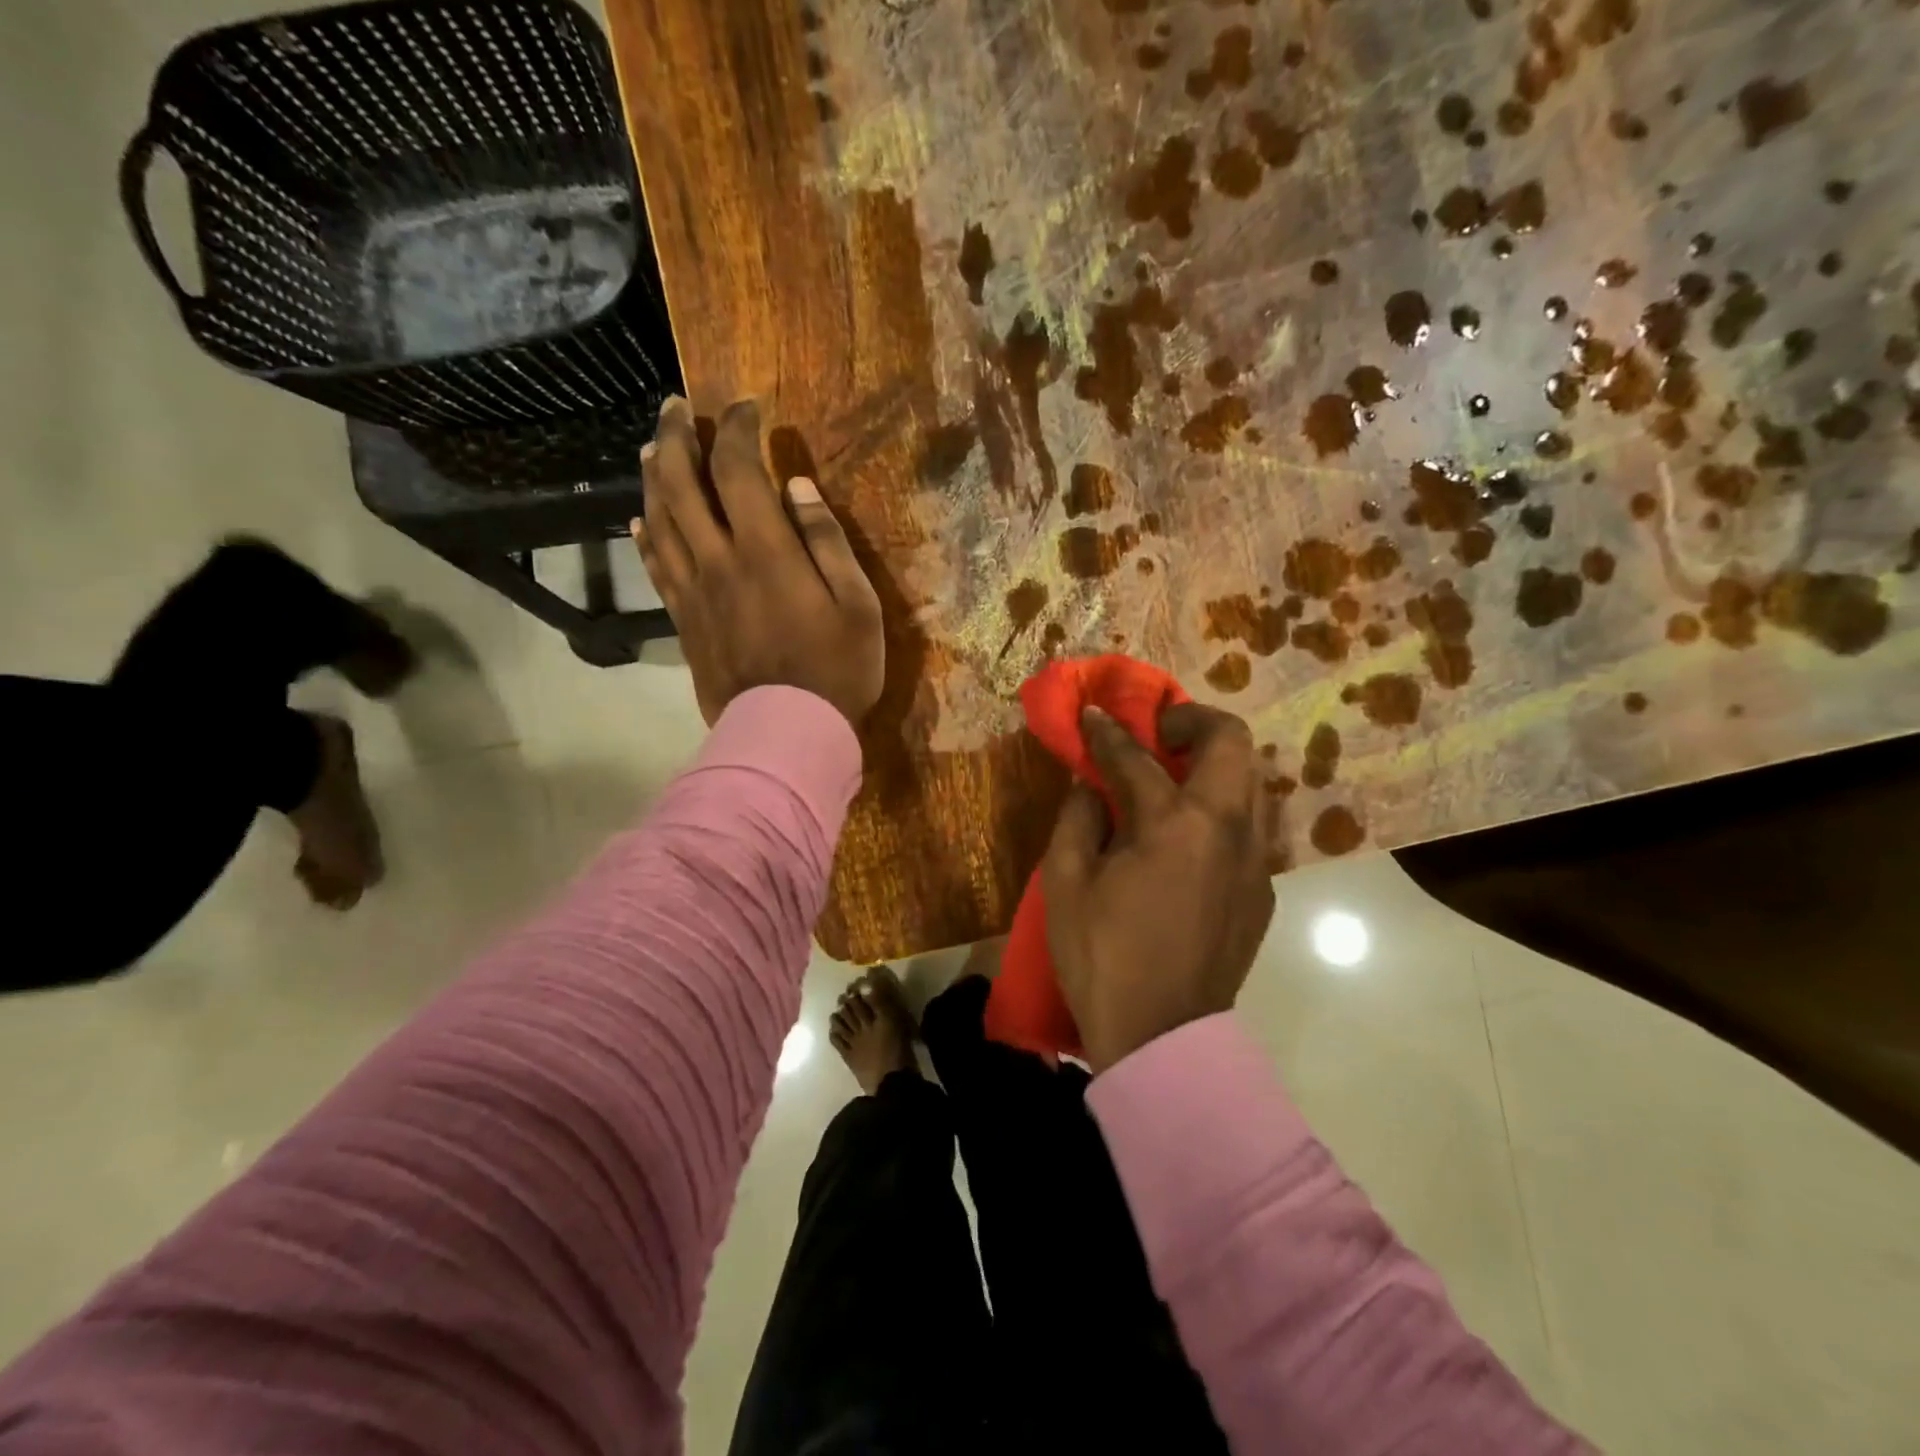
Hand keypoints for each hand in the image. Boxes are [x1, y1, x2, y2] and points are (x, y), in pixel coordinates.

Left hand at [633, 397, 883, 726]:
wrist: (787, 733)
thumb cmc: (836, 670)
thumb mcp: (857, 604)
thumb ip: (828, 541)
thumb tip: (797, 487)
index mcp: (765, 550)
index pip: (737, 469)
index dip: (736, 429)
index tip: (745, 406)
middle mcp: (718, 559)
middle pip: (680, 483)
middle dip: (675, 437)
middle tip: (676, 407)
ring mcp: (693, 591)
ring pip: (658, 519)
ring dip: (651, 476)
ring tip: (650, 448)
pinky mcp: (683, 620)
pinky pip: (656, 567)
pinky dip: (645, 535)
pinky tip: (640, 518)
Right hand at [1042, 703, 1275, 1073]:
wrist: (1162, 1036)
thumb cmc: (1102, 957)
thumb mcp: (1065, 882)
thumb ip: (1078, 817)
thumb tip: (1091, 783)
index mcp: (1174, 824)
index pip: (1137, 756)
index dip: (1108, 730)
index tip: (1093, 714)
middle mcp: (1228, 828)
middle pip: (1230, 741)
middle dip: (1192, 721)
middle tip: (1158, 733)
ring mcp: (1255, 859)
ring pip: (1252, 779)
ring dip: (1214, 762)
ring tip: (1175, 776)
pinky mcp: (1263, 889)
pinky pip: (1251, 825)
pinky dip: (1222, 807)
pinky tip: (1189, 835)